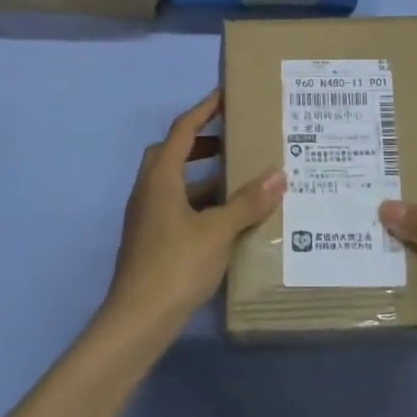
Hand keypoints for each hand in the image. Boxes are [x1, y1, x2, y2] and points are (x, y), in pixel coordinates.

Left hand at [105, 91, 283, 337]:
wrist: (137, 321)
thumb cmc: (175, 266)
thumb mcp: (218, 231)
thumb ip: (247, 202)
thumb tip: (279, 174)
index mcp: (160, 179)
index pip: (181, 131)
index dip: (203, 110)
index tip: (225, 96)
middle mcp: (148, 192)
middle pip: (171, 154)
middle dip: (200, 143)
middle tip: (232, 142)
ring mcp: (147, 219)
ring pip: (174, 184)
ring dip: (202, 177)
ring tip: (239, 181)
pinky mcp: (151, 242)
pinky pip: (176, 208)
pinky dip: (199, 204)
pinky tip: (225, 221)